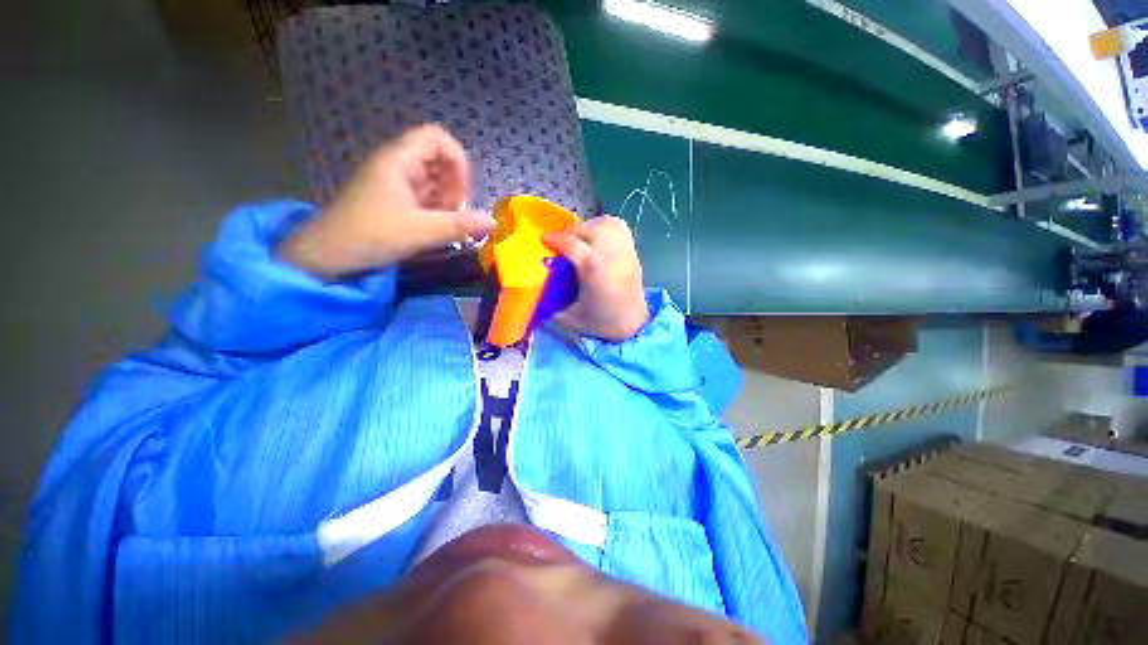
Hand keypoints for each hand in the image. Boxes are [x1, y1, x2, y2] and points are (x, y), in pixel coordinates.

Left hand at [279, 124, 497, 277]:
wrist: (328, 256)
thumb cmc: (371, 235)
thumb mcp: (421, 232)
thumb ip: (460, 226)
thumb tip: (494, 223)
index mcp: (399, 160)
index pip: (437, 138)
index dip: (457, 161)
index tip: (462, 192)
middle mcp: (397, 165)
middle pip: (438, 159)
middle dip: (455, 186)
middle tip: (456, 213)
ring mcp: (394, 182)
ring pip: (433, 180)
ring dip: (448, 201)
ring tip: (448, 224)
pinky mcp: (393, 200)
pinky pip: (424, 196)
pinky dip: (437, 210)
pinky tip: (437, 229)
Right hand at [543, 217, 648, 341]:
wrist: (633, 324)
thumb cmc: (602, 322)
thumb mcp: (571, 318)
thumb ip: (550, 304)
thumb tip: (533, 291)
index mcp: (595, 271)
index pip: (573, 244)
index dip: (555, 239)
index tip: (543, 239)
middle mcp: (612, 255)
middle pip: (588, 229)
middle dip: (570, 232)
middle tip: (560, 243)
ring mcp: (625, 250)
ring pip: (604, 222)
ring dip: (587, 226)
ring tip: (578, 238)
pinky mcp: (632, 249)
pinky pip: (617, 225)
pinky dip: (603, 225)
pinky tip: (595, 237)